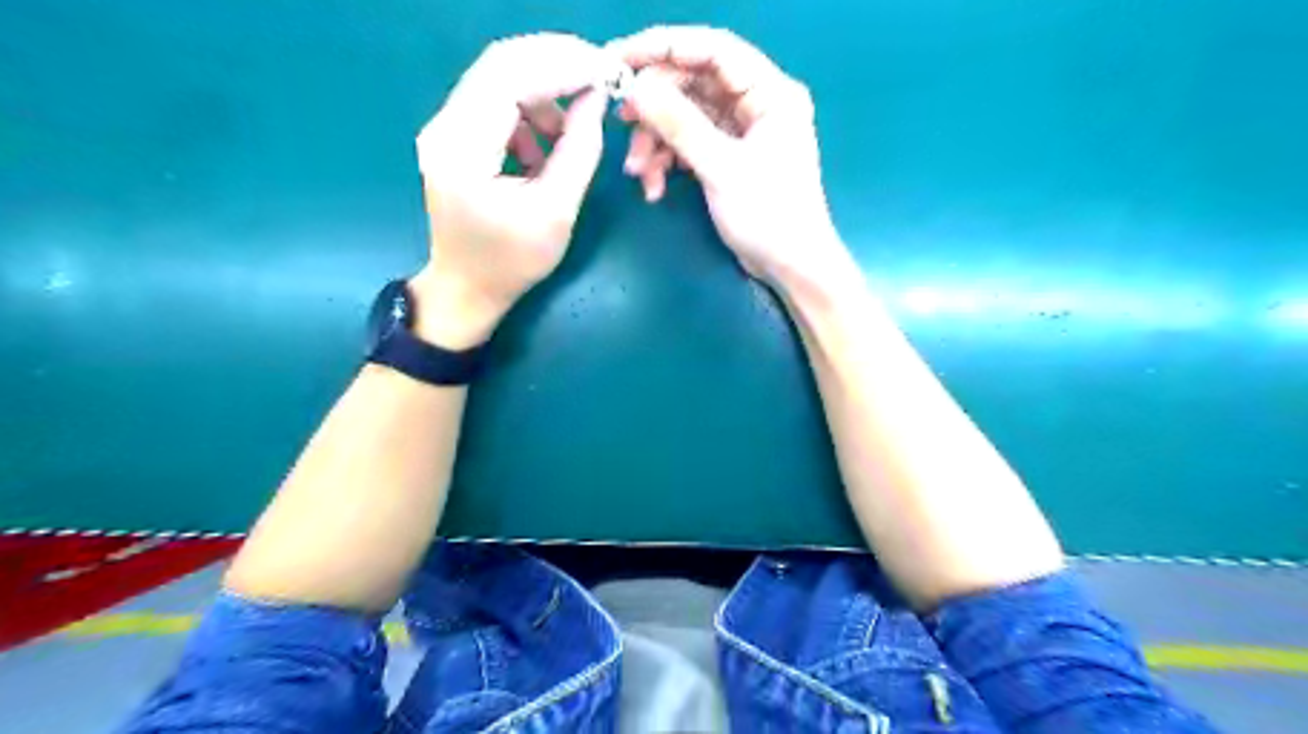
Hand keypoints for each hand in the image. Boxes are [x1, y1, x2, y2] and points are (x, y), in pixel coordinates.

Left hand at [411, 33, 611, 348]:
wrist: (467, 287)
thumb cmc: (512, 262)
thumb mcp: (556, 212)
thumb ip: (579, 151)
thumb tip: (596, 98)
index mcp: (463, 150)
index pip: (509, 79)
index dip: (561, 66)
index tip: (605, 71)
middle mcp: (444, 127)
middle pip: (500, 64)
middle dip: (555, 63)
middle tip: (599, 74)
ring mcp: (445, 128)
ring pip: (498, 78)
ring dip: (544, 90)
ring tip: (575, 126)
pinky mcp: (455, 136)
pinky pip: (496, 101)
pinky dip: (530, 109)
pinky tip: (547, 144)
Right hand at [608, 26, 853, 296]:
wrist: (789, 268)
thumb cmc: (769, 216)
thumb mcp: (721, 168)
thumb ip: (678, 124)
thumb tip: (636, 88)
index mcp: (770, 93)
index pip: (713, 50)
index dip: (664, 48)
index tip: (620, 58)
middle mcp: (756, 104)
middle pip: (693, 84)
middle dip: (655, 107)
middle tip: (622, 122)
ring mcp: (740, 132)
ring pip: (685, 118)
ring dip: (656, 142)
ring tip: (637, 172)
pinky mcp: (728, 157)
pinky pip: (689, 145)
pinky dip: (668, 162)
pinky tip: (654, 188)